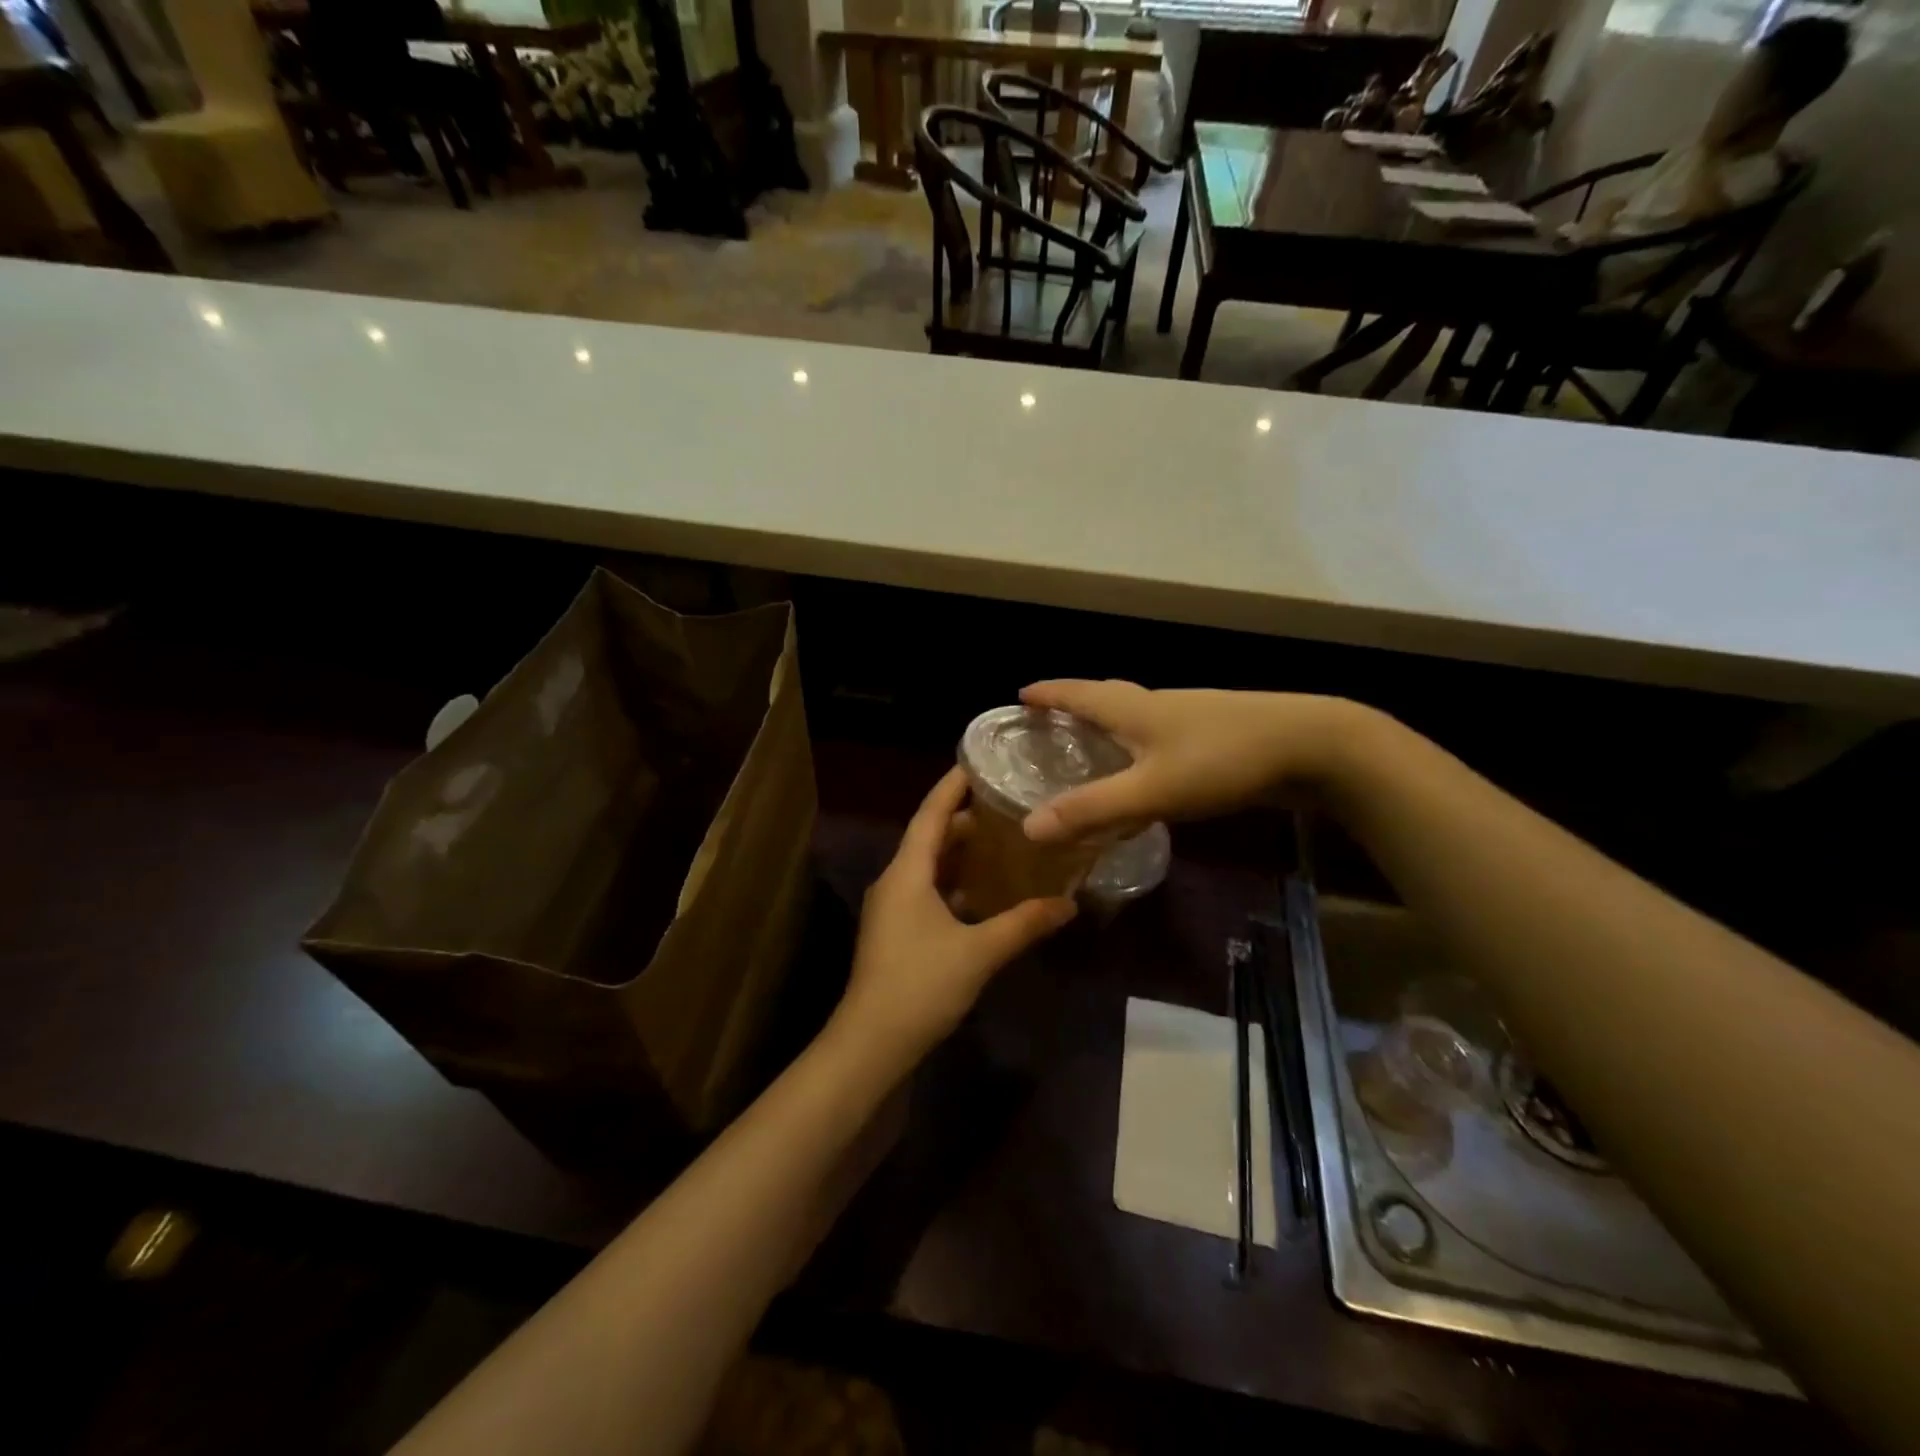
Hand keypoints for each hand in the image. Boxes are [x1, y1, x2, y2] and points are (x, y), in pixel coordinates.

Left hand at [836, 767, 1077, 1068]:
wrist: (871, 1043)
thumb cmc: (920, 985)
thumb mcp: (979, 952)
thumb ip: (1024, 924)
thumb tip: (1070, 904)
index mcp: (907, 873)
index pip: (930, 814)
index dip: (952, 786)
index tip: (976, 761)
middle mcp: (895, 882)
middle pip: (929, 837)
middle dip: (964, 819)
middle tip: (1005, 803)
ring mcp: (892, 909)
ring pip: (928, 866)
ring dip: (959, 852)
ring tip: (1001, 840)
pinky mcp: (897, 932)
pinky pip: (927, 891)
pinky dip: (954, 883)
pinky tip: (984, 892)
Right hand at [1018, 680, 1366, 844]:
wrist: (1313, 745)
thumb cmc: (1223, 759)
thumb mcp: (1151, 789)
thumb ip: (1092, 809)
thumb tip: (1029, 827)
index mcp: (1135, 709)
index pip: (1079, 692)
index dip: (1049, 693)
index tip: (1021, 693)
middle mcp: (1159, 704)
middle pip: (1107, 696)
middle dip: (1075, 703)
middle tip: (1050, 720)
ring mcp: (1192, 716)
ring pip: (1137, 714)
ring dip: (1108, 722)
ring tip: (1091, 744)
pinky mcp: (1216, 733)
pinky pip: (1161, 733)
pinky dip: (1139, 743)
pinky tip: (1148, 766)